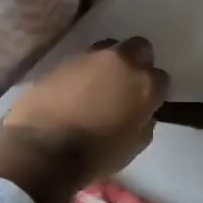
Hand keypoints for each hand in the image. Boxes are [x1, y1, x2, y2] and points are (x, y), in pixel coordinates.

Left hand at [0, 37, 168, 202]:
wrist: (41, 149)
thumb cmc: (95, 154)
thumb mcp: (134, 146)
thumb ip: (143, 121)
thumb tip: (139, 112)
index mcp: (143, 83)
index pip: (161, 78)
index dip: (154, 92)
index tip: (146, 105)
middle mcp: (119, 61)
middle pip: (139, 48)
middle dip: (137, 62)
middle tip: (126, 85)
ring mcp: (88, 57)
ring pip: (108, 49)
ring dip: (108, 64)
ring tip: (98, 87)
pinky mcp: (60, 60)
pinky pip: (80, 61)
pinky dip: (82, 73)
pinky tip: (73, 92)